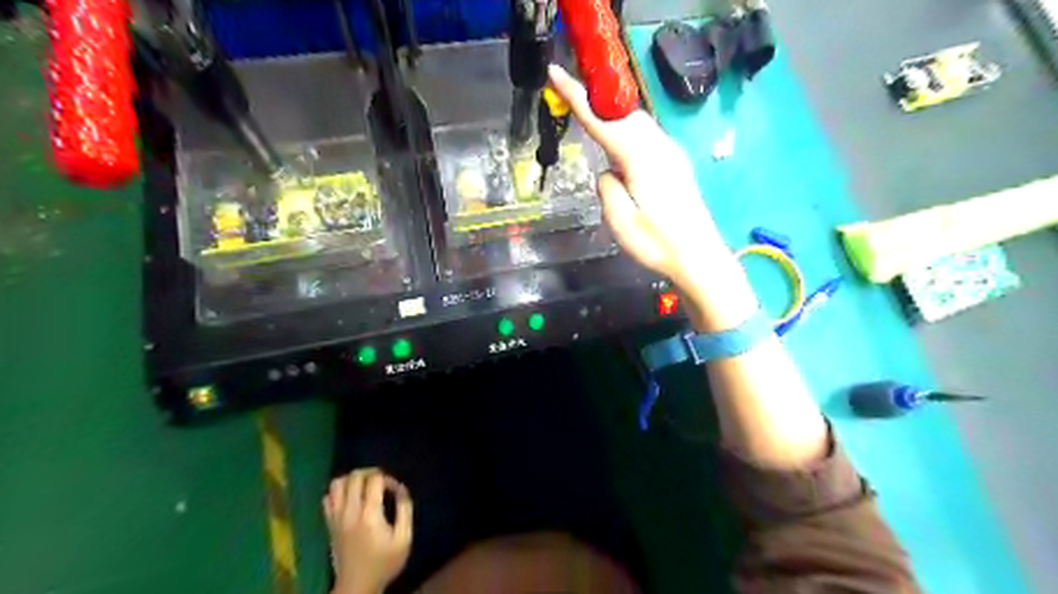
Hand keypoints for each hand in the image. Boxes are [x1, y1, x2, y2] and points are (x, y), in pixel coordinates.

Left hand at [324, 468, 414, 593]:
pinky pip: (327, 498)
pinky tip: (349, 498)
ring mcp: (336, 518)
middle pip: (355, 476)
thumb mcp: (404, 539)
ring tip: (364, 486)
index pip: (375, 480)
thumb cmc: (384, 563)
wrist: (357, 586)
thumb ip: (405, 510)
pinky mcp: (329, 524)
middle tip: (381, 482)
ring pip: (337, 483)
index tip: (395, 490)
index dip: (388, 478)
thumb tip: (401, 489)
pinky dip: (338, 492)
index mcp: (370, 515)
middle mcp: (350, 512)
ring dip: (352, 479)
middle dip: (371, 473)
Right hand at [545, 67, 759, 330]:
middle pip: (623, 113)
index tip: (556, 73)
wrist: (699, 257)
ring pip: (637, 122)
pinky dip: (628, 131)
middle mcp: (659, 148)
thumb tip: (607, 172)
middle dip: (596, 102)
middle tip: (569, 97)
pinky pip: (647, 135)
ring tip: (592, 121)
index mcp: (641, 159)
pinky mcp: (676, 164)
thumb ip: (607, 189)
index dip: (577, 96)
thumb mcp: (621, 222)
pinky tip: (620, 148)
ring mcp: (671, 154)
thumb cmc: (657, 245)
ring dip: (613, 117)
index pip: (603, 121)